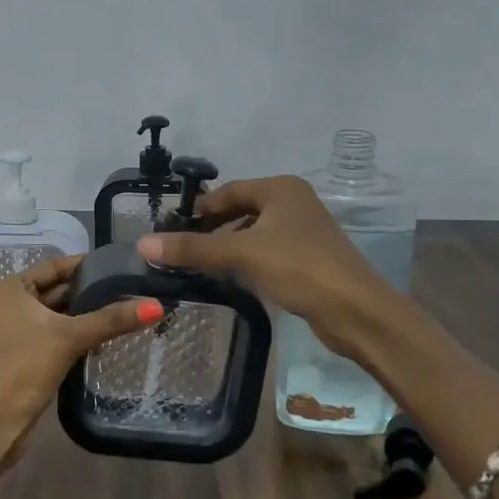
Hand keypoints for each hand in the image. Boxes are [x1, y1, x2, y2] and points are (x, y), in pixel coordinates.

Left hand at [0, 255, 161, 498]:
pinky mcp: (26, 357)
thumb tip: (158, 306)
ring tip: (130, 313)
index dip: (91, 266)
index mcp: (12, 288)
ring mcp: (17, 332)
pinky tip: (107, 342)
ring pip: (61, 316)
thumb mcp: (68, 338)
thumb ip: (112, 320)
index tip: (127, 266)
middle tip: (136, 291)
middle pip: (61, 291)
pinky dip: (79, 337)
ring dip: (89, 318)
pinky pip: (58, 337)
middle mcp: (11, 304)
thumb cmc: (20, 370)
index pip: (58, 266)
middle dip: (94, 294)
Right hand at [136, 176, 390, 358]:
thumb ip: (193, 248)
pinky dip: (247, 261)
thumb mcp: (241, 253)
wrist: (355, 310)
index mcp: (281, 189)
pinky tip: (231, 279)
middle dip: (212, 229)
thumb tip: (143, 243)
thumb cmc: (299, 267)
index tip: (170, 230)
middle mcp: (294, 202)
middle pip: (241, 210)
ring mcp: (304, 231)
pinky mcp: (308, 259)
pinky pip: (267, 252)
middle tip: (180, 250)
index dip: (199, 209)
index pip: (228, 191)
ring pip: (254, 233)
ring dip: (228, 246)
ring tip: (199, 266)